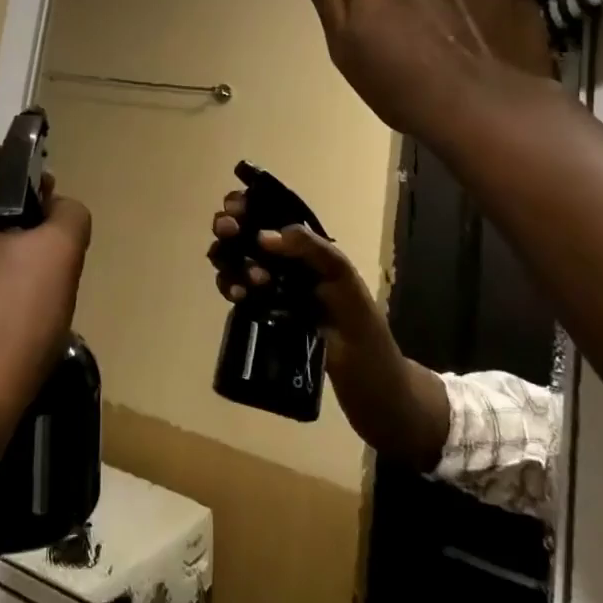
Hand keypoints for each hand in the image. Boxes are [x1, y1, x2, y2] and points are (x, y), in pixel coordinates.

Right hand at [206, 193, 449, 469]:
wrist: (375, 397)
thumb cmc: (368, 338)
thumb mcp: (347, 287)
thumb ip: (314, 253)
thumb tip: (264, 235)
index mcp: (314, 253)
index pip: (276, 215)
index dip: (251, 205)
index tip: (235, 208)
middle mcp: (292, 267)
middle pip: (250, 236)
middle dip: (232, 229)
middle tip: (228, 234)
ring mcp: (278, 293)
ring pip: (239, 264)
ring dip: (231, 261)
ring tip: (243, 279)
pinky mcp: (268, 319)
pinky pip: (241, 295)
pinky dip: (231, 288)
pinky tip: (235, 296)